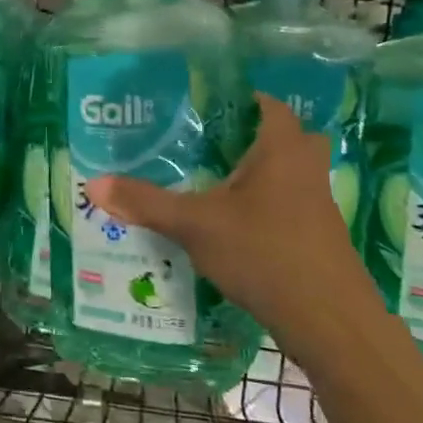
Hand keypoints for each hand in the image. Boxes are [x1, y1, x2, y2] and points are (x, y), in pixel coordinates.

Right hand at [84, 95, 383, 359]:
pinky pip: (288, 206)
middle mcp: (306, 170)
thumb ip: (145, 203)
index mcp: (283, 151)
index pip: (269, 105)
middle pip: (285, 138)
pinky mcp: (317, 239)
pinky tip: (231, 225)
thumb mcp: (195, 225)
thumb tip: (92, 184)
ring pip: (288, 174)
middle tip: (208, 142)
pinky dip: (264, 207)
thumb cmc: (265, 254)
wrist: (330, 323)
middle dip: (252, 137)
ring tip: (211, 180)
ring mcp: (317, 207)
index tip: (205, 103)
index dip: (241, 98)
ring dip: (258, 174)